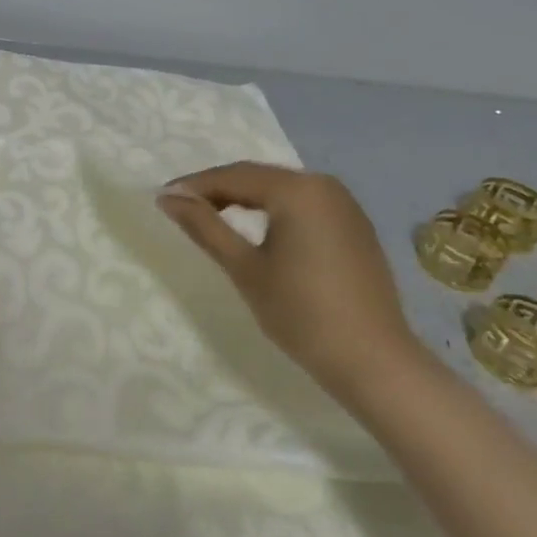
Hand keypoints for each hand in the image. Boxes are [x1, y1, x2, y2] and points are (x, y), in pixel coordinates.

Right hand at [156, 163, 423, 405]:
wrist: (373, 361)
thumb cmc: (301, 313)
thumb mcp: (244, 268)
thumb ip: (204, 226)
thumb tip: (168, 198)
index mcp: (297, 190)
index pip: (233, 176)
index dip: (194, 186)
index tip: (162, 198)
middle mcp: (324, 185)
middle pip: (258, 177)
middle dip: (218, 189)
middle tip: (181, 207)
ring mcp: (344, 204)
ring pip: (280, 189)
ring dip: (244, 198)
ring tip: (211, 216)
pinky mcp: (354, 226)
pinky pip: (303, 205)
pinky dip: (273, 210)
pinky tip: (255, 229)